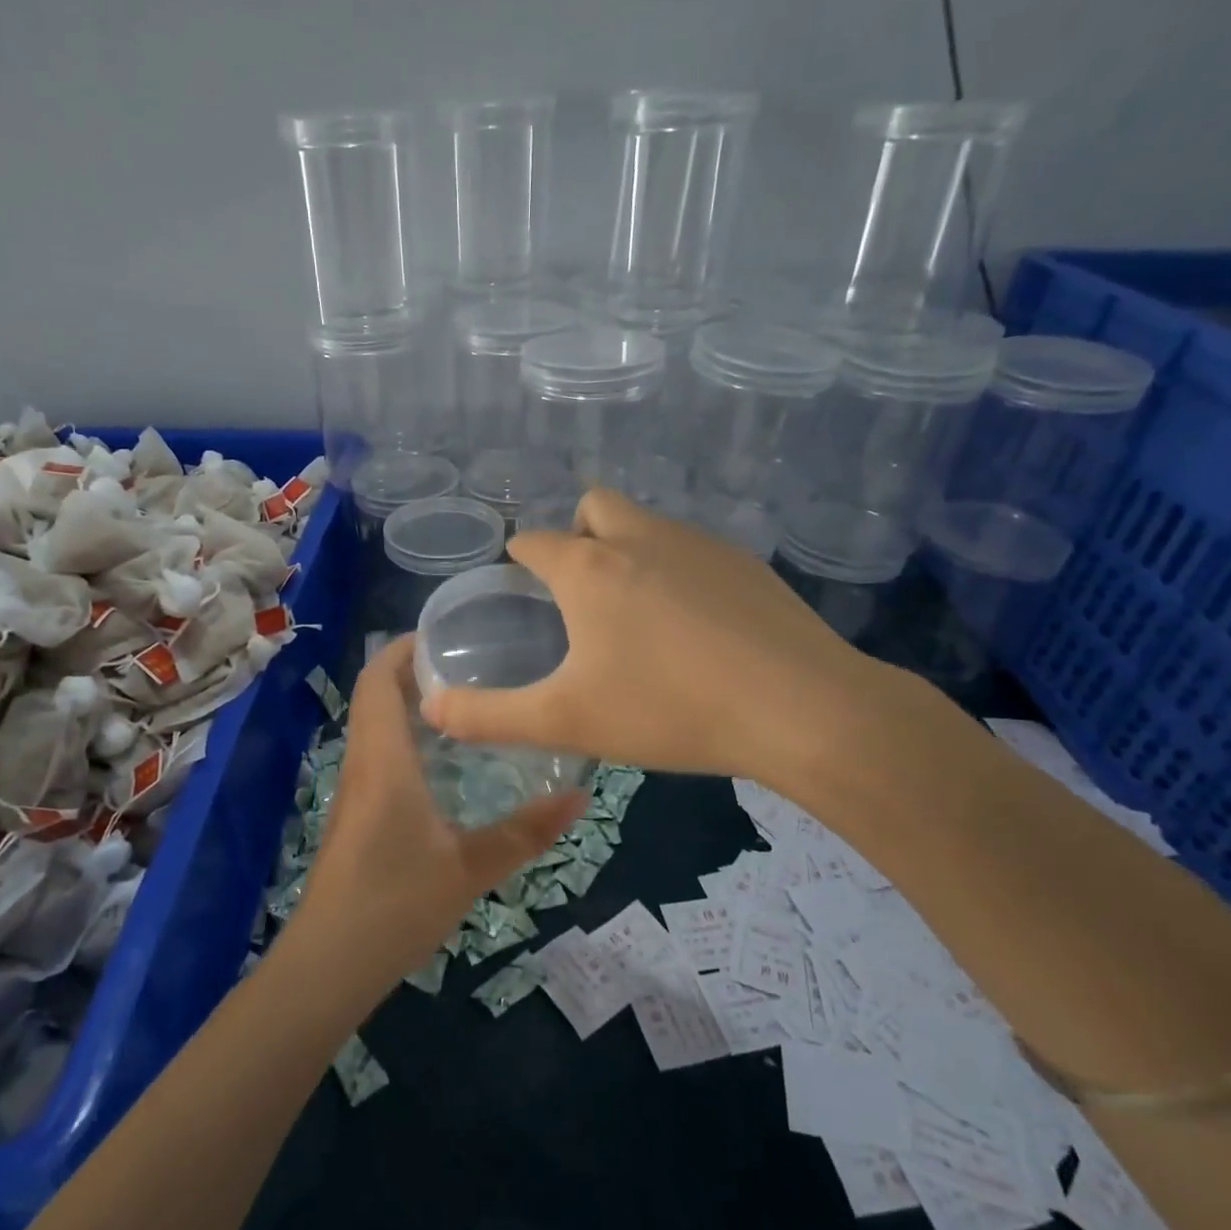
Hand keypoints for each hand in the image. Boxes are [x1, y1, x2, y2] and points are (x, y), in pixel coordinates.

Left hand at [290, 635, 585, 992]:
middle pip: (377, 696)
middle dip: (416, 671)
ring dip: (411, 705)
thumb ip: (525, 832)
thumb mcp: (470, 869)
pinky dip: (408, 738)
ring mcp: (355, 790)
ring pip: (376, 726)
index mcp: (383, 760)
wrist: (328, 964)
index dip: (404, 648)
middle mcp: (363, 763)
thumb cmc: (394, 905)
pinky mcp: (357, 814)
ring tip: (469, 701)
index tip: (447, 633)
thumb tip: (580, 795)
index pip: (378, 680)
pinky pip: (379, 755)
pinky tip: (447, 761)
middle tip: (473, 662)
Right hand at [419, 488, 907, 799]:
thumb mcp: (565, 720)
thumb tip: (431, 708)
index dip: (520, 561)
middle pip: (592, 508)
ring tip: (636, 617)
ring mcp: (699, 544)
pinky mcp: (746, 563)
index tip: (521, 591)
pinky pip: (692, 550)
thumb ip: (488, 716)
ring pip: (646, 525)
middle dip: (577, 537)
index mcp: (588, 567)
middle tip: (581, 599)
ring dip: (628, 551)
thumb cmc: (668, 708)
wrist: (799, 709)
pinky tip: (695, 628)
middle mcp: (640, 537)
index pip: (534, 542)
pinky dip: (677, 572)